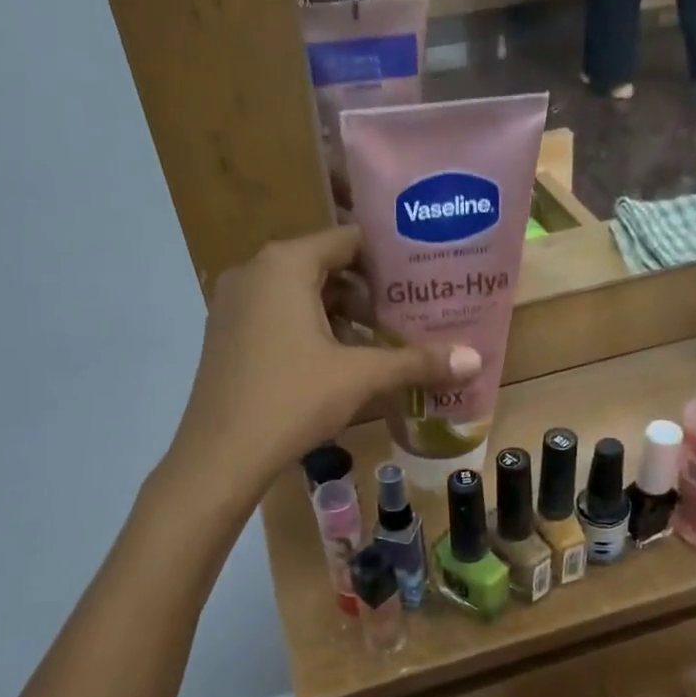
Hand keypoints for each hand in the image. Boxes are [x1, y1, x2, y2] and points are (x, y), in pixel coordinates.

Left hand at [171, 226, 480, 494]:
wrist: (220, 455)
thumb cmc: (292, 400)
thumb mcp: (361, 377)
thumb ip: (417, 362)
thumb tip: (476, 360)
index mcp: (285, 264)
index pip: (347, 240)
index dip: (387, 258)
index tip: (419, 279)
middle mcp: (255, 271)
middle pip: (324, 266)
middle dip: (366, 292)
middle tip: (405, 315)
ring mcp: (233, 302)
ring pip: (299, 294)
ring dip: (339, 314)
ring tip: (377, 343)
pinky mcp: (225, 333)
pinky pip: (276, 315)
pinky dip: (308, 329)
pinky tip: (335, 364)